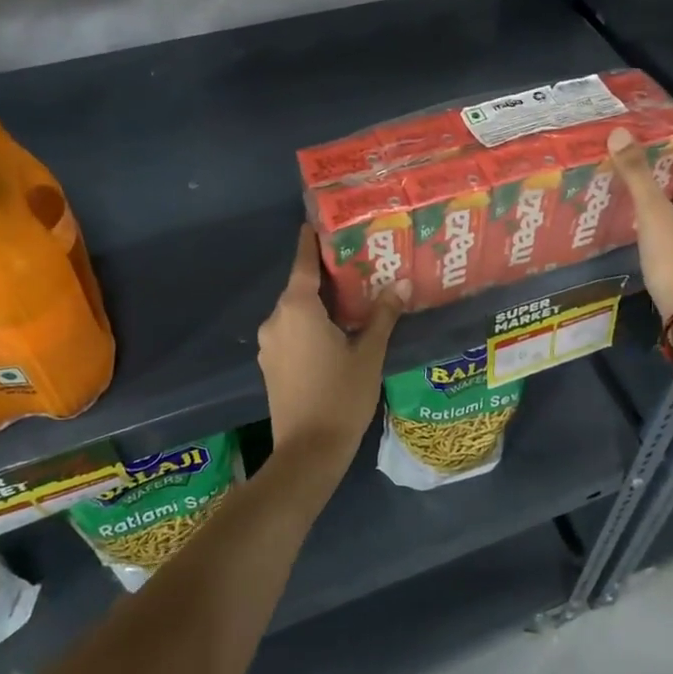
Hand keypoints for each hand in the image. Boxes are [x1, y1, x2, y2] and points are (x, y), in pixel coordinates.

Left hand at [258, 226, 407, 464]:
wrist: (307, 452)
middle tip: (357, 261)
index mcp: (297, 308)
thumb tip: (402, 282)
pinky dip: (310, 322)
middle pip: (300, 285)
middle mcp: (276, 318)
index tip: (319, 221)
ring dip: (319, 301)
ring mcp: (270, 343)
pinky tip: (335, 329)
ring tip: (351, 295)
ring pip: (296, 310)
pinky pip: (291, 330)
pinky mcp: (271, 363)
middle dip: (325, 273)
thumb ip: (383, 315)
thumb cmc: (341, 396)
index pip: (303, 262)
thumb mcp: (369, 353)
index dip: (311, 241)